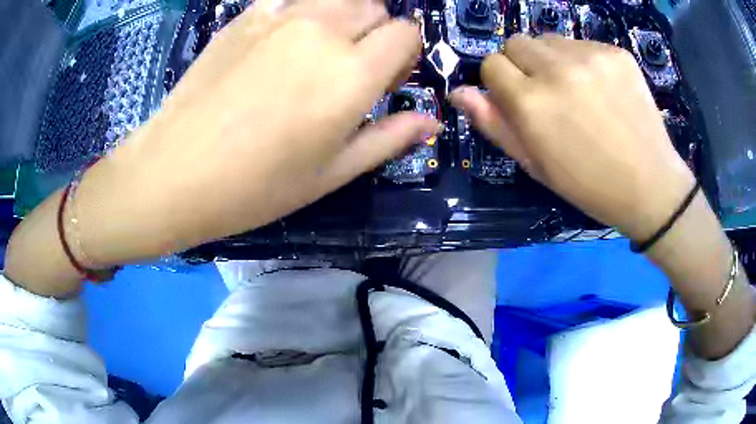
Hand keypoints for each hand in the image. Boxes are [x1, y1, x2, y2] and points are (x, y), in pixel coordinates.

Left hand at [72, 0, 439, 265]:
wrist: (174, 172)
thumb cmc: (255, 187)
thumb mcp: (331, 173)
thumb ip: (388, 138)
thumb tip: (430, 120)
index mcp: (351, 74)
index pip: (407, 32)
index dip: (405, 52)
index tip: (389, 76)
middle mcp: (322, 31)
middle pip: (375, 7)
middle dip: (376, 32)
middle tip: (352, 67)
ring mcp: (279, 16)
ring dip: (342, 18)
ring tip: (317, 52)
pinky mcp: (246, 15)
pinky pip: (292, 0)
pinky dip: (302, 13)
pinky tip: (278, 44)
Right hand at [449, 35, 694, 240]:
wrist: (650, 185)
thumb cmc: (589, 184)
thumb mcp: (536, 164)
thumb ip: (494, 124)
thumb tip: (460, 93)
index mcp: (531, 102)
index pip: (491, 64)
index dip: (500, 81)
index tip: (518, 99)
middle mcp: (556, 69)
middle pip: (517, 42)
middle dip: (524, 65)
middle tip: (549, 94)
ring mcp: (590, 56)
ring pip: (549, 39)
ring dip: (553, 60)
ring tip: (578, 91)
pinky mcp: (615, 52)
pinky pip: (582, 44)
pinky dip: (583, 61)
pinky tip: (602, 88)